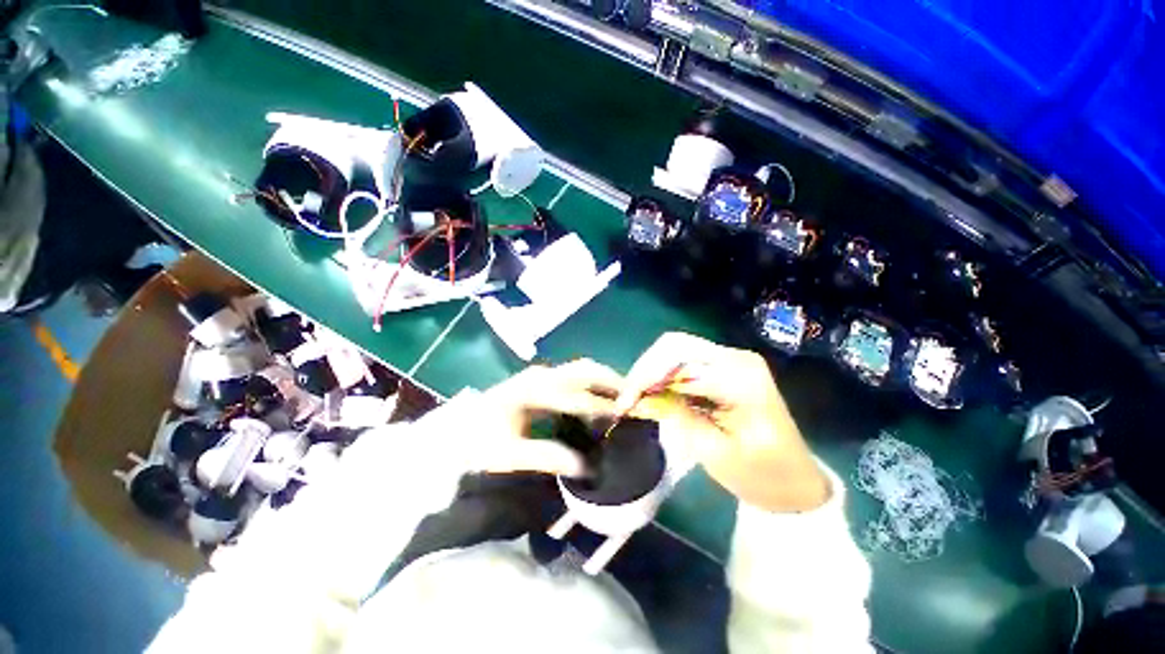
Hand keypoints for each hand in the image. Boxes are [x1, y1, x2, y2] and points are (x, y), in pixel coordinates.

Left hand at [466, 359, 621, 477]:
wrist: (458, 429)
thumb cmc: (480, 442)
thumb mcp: (509, 454)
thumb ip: (547, 457)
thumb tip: (584, 467)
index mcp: (533, 391)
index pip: (575, 396)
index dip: (601, 407)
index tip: (624, 416)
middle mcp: (541, 375)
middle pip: (583, 370)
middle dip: (610, 381)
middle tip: (633, 397)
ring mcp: (541, 375)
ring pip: (580, 369)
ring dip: (603, 379)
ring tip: (622, 396)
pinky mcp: (541, 380)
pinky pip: (574, 376)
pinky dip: (592, 383)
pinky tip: (599, 398)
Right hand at [616, 332, 829, 512]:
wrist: (795, 482)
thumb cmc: (762, 475)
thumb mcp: (716, 453)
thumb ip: (679, 417)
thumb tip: (644, 396)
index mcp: (741, 377)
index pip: (680, 360)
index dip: (646, 377)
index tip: (625, 404)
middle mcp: (736, 358)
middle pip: (675, 345)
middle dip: (645, 369)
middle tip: (627, 398)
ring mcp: (731, 359)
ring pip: (675, 349)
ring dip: (651, 370)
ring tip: (635, 397)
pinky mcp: (724, 367)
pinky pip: (683, 360)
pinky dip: (662, 374)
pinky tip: (653, 393)